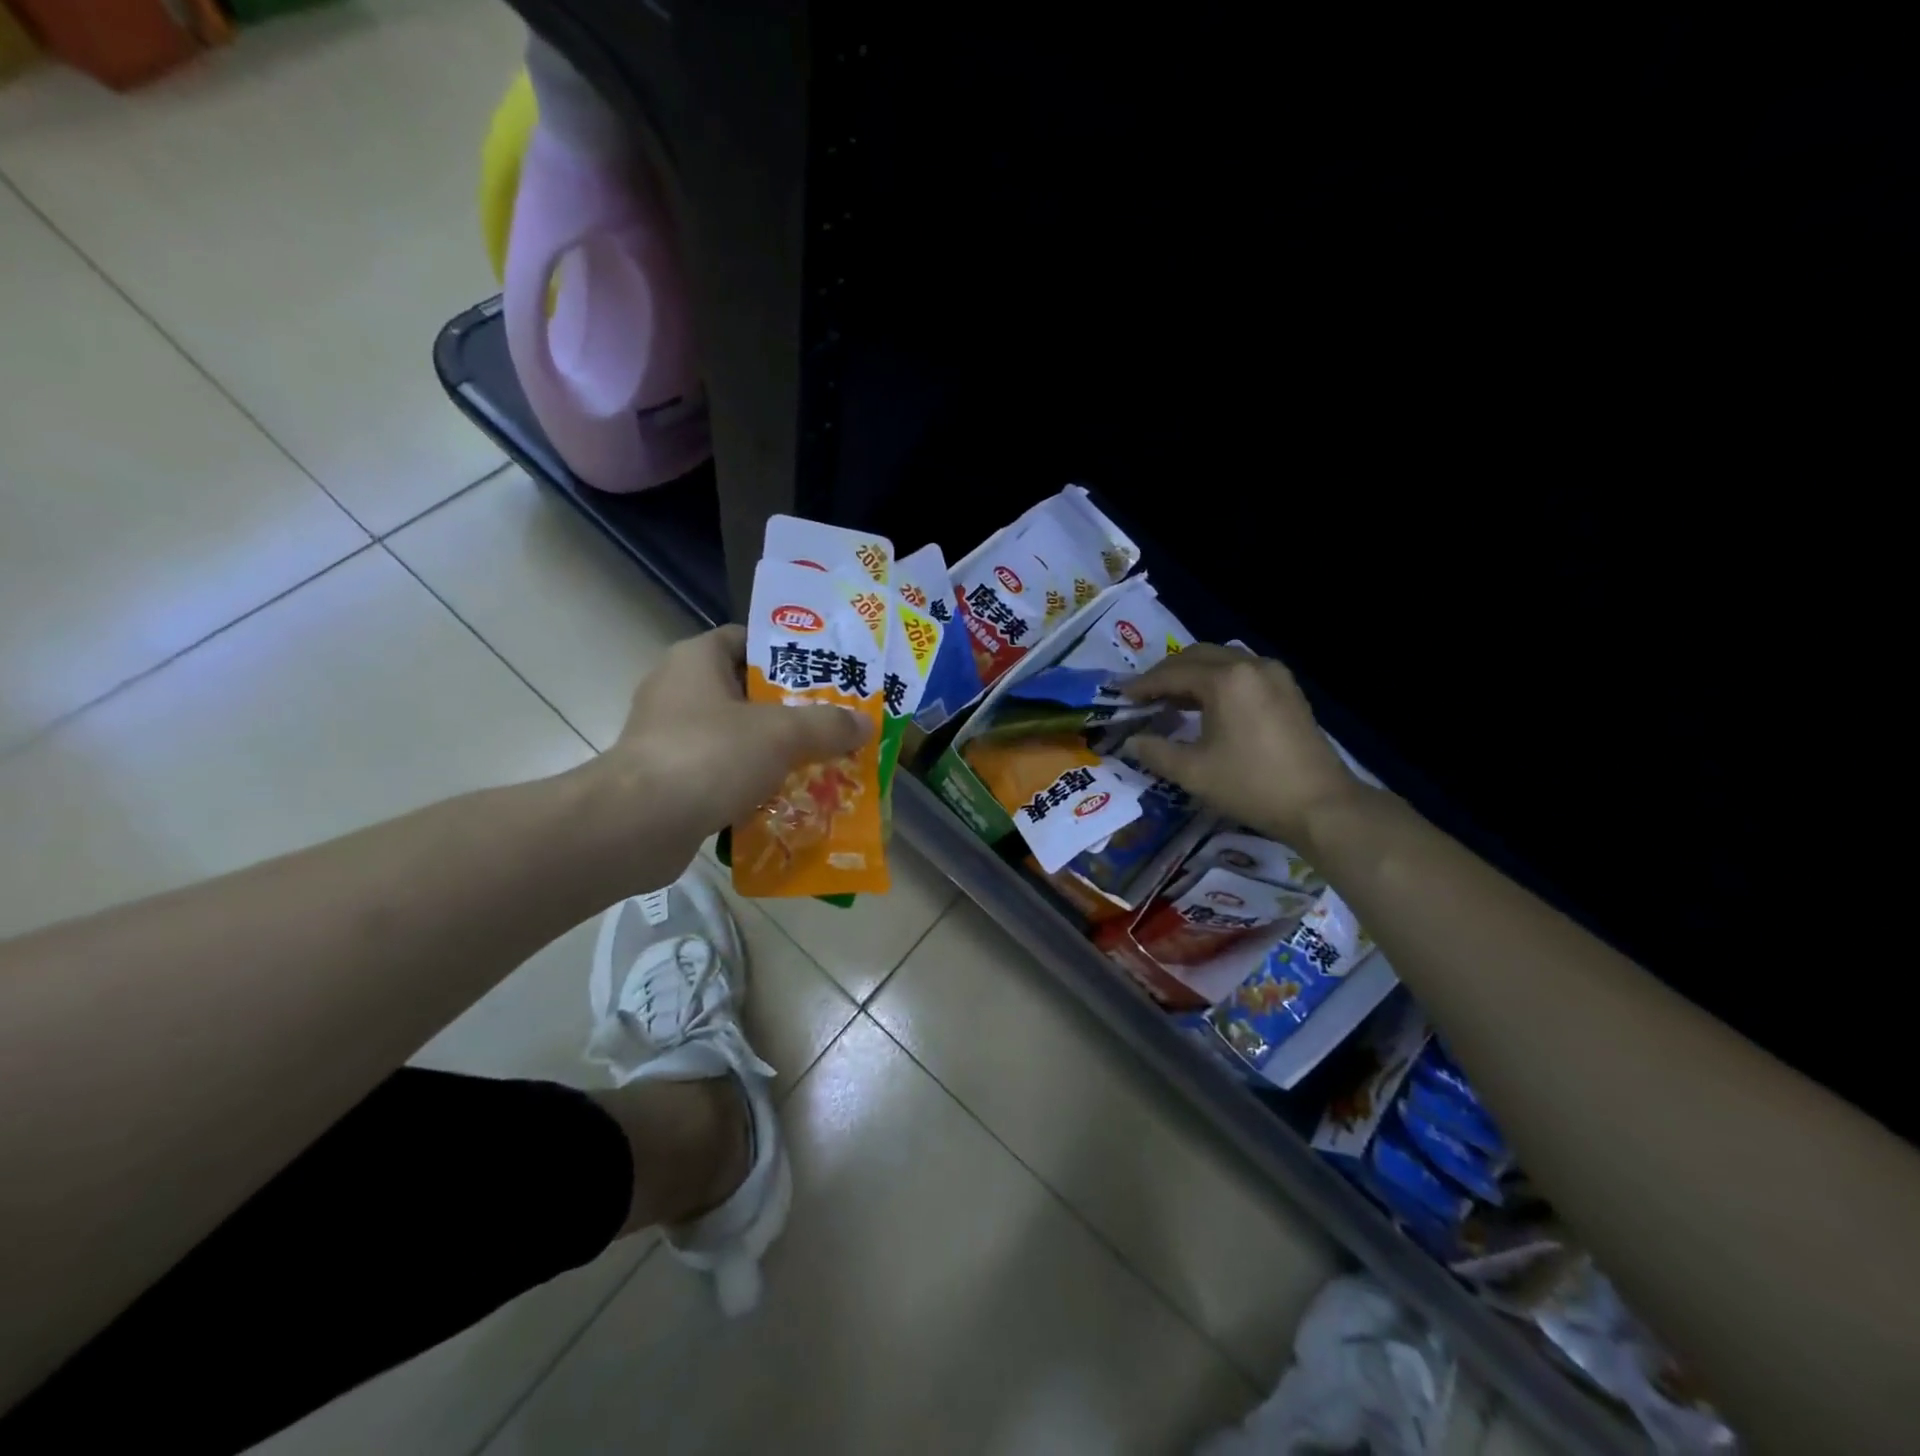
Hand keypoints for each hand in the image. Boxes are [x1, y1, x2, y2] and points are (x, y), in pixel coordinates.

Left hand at [597, 625, 871, 857]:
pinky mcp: (667, 779)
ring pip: (736, 735)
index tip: (824, 674)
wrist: (637, 826)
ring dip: (774, 750)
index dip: (786, 653)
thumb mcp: (782, 733)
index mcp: (696, 659)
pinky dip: (751, 783)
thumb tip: (866, 724)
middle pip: (746, 691)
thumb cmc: (709, 755)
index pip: (746, 639)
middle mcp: (678, 690)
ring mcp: (668, 737)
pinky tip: (787, 798)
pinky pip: (721, 771)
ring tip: (820, 762)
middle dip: (791, 708)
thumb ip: (828, 725)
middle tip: (834, 722)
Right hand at [1123, 644, 1367, 851]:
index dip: (1143, 685)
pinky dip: (1218, 681)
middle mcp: (1250, 665)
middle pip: (1197, 656)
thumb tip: (1131, 743)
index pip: (1172, 673)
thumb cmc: (1252, 785)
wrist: (1321, 805)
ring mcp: (1275, 675)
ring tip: (1172, 700)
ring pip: (1222, 661)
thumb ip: (1155, 752)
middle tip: (1144, 696)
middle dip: (1167, 673)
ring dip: (1193, 674)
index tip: (1121, 697)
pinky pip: (1243, 672)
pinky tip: (1208, 705)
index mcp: (1226, 679)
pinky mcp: (1288, 690)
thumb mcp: (1193, 772)